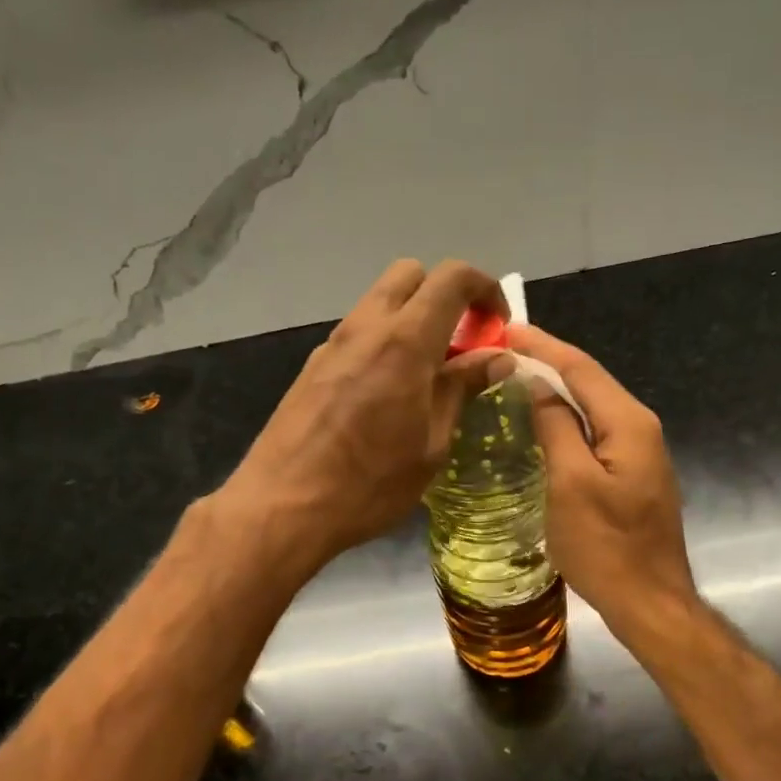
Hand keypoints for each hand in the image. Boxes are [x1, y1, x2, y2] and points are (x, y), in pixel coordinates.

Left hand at [224, 260, 509, 570]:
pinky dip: (384, 344)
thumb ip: (462, 390)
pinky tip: (388, 394)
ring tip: (427, 375)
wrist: (282, 506)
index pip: (452, 278)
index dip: (485, 288)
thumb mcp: (431, 444)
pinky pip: (358, 334)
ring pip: (380, 303)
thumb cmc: (370, 484)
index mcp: (404, 342)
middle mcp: (365, 328)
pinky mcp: (313, 367)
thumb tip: (498, 358)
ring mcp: (333, 345)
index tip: (497, 326)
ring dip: (412, 320)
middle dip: (444, 295)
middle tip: (461, 344)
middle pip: (410, 275)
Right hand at [508, 325, 698, 645]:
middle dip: (549, 363)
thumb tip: (538, 386)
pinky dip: (567, 421)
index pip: (581, 368)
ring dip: (556, 391)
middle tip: (504, 352)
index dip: (543, 346)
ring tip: (516, 379)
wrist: (649, 601)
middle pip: (590, 383)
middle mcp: (640, 428)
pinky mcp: (632, 476)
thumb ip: (555, 427)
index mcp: (628, 423)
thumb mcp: (570, 483)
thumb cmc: (605, 546)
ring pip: (592, 408)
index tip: (507, 329)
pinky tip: (543, 424)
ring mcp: (640, 453)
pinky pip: (595, 434)